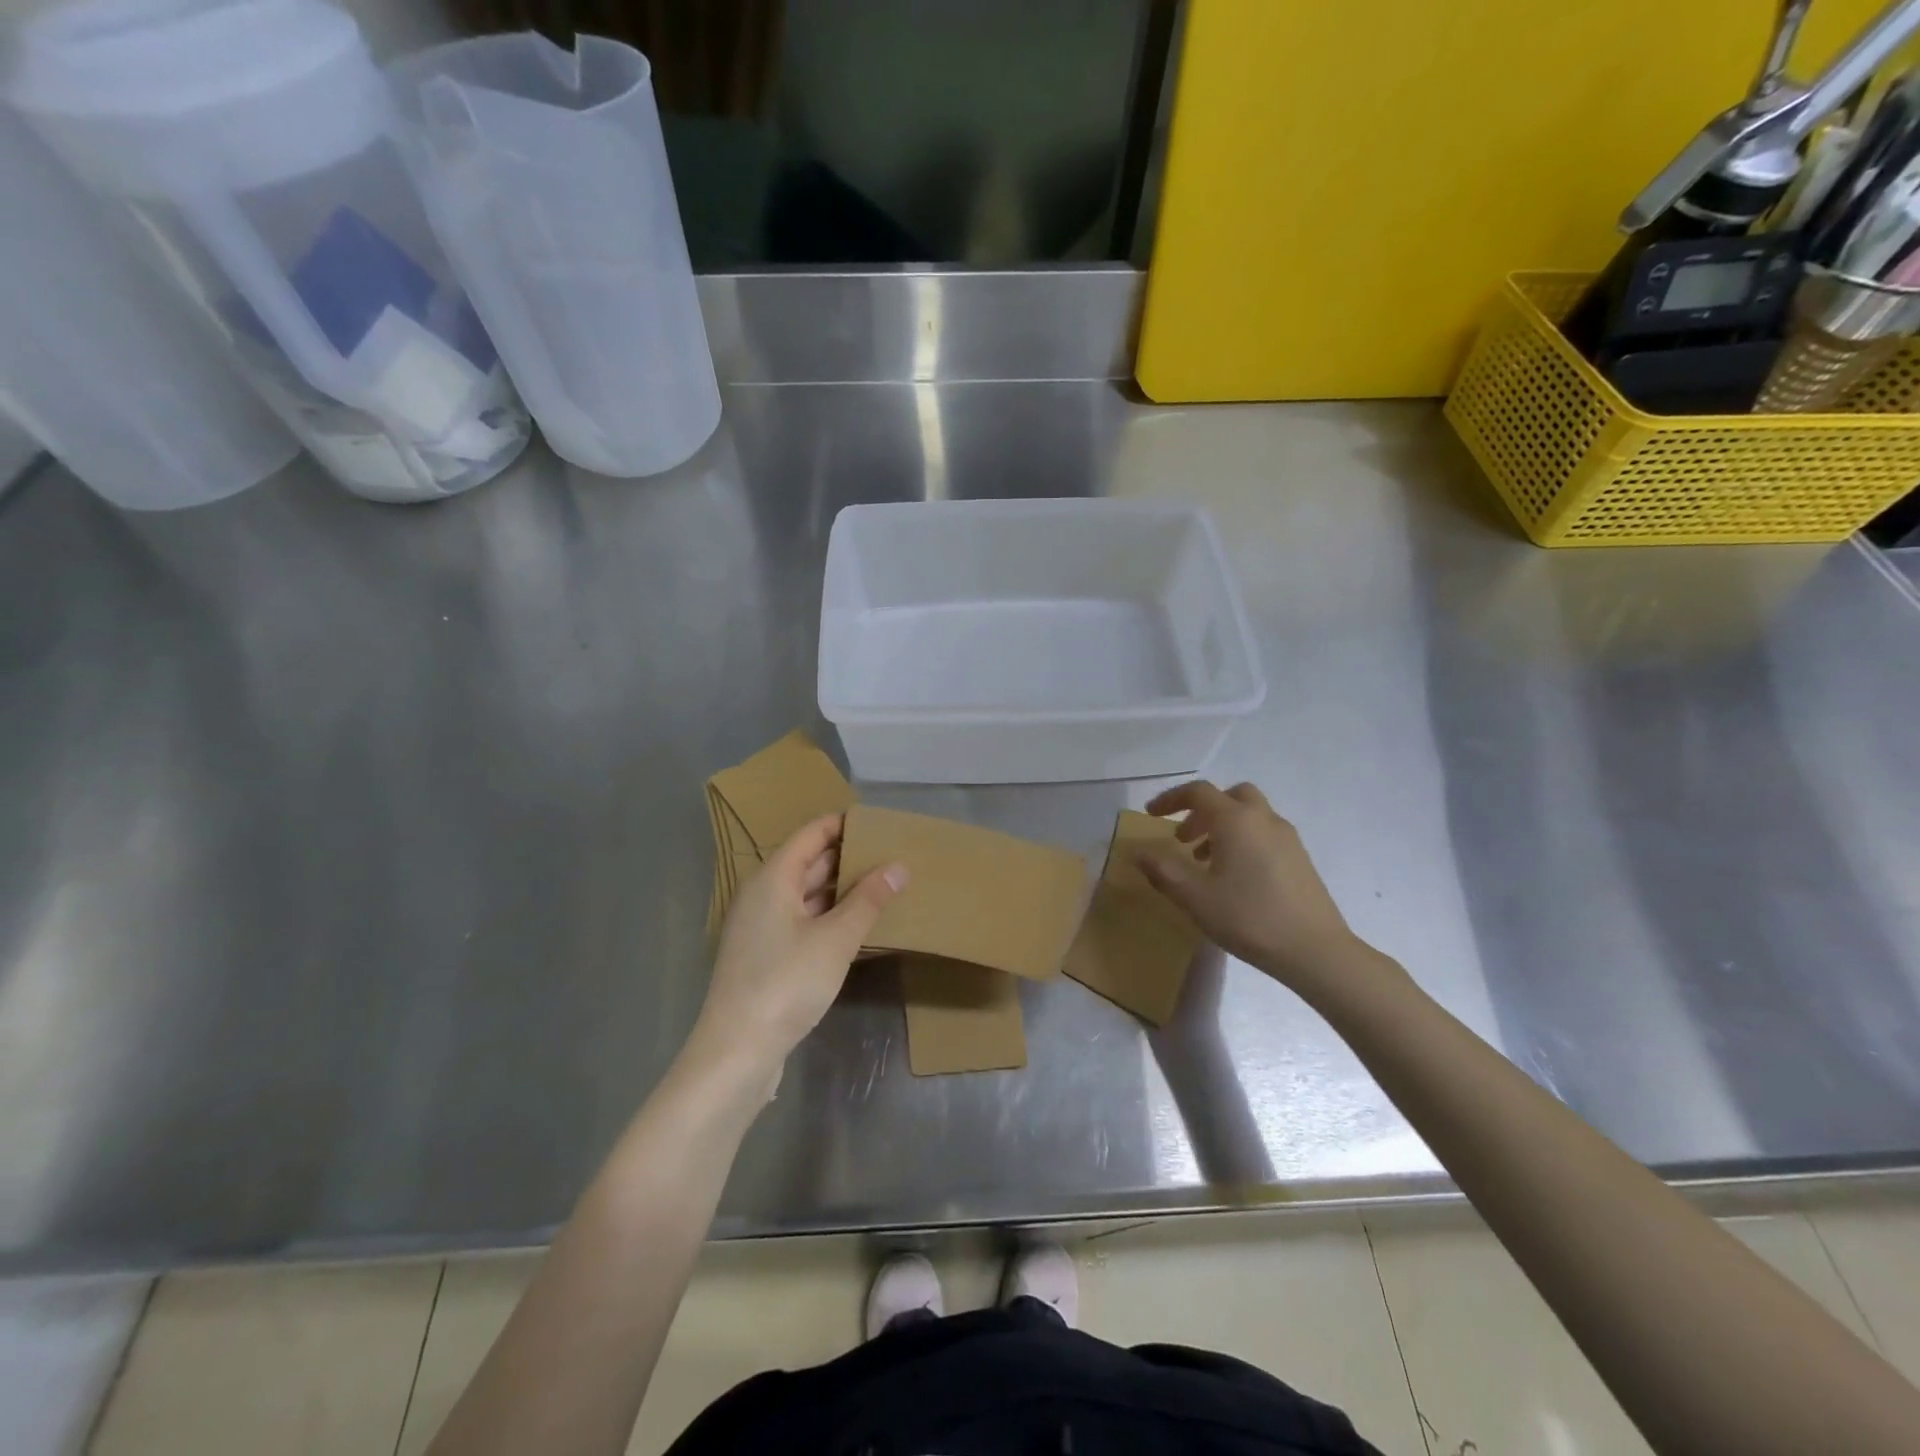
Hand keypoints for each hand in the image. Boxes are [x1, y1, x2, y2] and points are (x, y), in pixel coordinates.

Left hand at [687, 815, 905, 1091]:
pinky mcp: (765, 955)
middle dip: (846, 856)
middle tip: (889, 852)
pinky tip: (858, 924)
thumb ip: (868, 900)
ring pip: (805, 893)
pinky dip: (828, 915)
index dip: (842, 824)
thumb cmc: (786, 983)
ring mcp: (761, 926)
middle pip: (807, 862)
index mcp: (772, 879)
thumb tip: (899, 866)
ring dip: (840, 888)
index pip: (810, 835)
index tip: (878, 822)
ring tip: (882, 883)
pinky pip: (802, 920)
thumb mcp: (836, 939)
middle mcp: (762, 895)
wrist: (737, 1050)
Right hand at [1136, 781, 1388, 1004]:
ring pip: (1249, 815)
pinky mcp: (1300, 858)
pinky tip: (1234, 877)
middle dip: (1201, 810)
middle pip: (1229, 796)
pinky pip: (1263, 834)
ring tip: (1203, 862)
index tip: (1150, 815)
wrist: (1315, 950)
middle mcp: (1263, 819)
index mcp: (1236, 820)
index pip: (1198, 792)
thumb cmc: (1248, 917)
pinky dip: (1242, 840)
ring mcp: (1287, 838)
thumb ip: (1162, 870)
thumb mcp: (1194, 896)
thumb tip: (1137, 852)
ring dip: (1222, 827)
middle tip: (1182, 838)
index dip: (1170, 799)